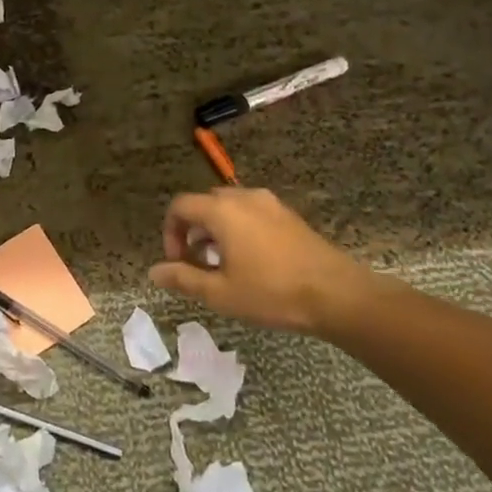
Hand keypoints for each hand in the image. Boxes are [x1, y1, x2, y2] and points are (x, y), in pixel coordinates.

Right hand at [151, 187, 373, 335]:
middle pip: (204, 204)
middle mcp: (243, 197)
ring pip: (229, 207)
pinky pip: (251, 213)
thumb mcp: (221, 293)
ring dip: (216, 230)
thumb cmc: (272, 293)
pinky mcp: (288, 215)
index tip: (178, 262)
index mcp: (221, 211)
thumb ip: (183, 279)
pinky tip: (252, 262)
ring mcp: (269, 203)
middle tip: (198, 264)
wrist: (337, 294)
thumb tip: (154, 272)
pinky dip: (239, 229)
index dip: (170, 232)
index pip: (180, 206)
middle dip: (193, 231)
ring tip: (224, 266)